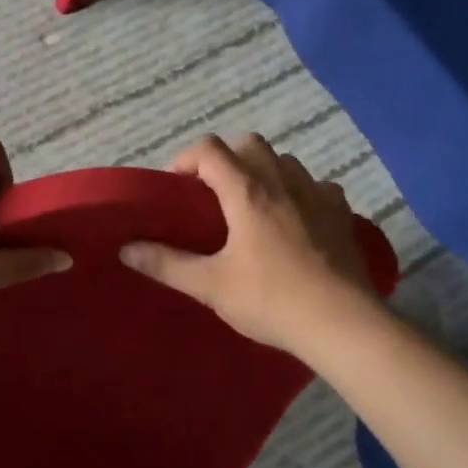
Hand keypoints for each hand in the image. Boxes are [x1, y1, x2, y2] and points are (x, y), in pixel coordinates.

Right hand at [119, 134, 376, 355]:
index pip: (210, 149)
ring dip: (263, 171)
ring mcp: (318, 194)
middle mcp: (283, 181)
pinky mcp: (342, 214)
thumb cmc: (270, 300)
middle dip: (225, 158)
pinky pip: (317, 186)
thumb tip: (125, 249)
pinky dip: (299, 192)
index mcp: (247, 191)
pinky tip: (295, 220)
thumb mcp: (210, 286)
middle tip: (212, 193)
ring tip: (251, 205)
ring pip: (285, 161)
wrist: (342, 324)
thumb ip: (166, 264)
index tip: (176, 187)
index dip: (186, 159)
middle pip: (249, 144)